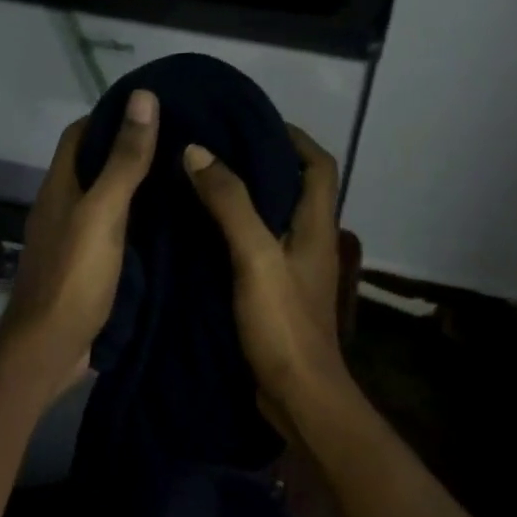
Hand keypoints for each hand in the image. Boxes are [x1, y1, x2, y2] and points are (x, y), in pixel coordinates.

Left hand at [0, 89, 159, 391]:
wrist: (51, 346)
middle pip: (93, 167)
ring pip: (106, 203)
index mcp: (60, 188)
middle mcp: (63, 209)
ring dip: (137, 190)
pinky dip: (139, 225)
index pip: (80, 134)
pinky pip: (115, 235)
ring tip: (183, 178)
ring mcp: (74, 242)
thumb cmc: (75, 276)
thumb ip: (123, 161)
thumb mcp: (103, 212)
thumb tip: (143, 97)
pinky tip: (170, 228)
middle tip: (181, 143)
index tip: (153, 108)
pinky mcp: (88, 270)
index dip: (111, 116)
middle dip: (130, 151)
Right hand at [184, 126, 347, 428]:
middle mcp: (310, 244)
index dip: (293, 137)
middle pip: (294, 189)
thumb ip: (230, 204)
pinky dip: (234, 234)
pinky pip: (256, 251)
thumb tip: (197, 151)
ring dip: (245, 199)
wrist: (298, 395)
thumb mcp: (255, 257)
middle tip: (214, 148)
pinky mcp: (276, 297)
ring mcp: (294, 273)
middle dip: (262, 163)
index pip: (318, 165)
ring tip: (200, 182)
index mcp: (316, 227)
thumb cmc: (283, 325)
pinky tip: (200, 235)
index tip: (252, 121)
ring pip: (273, 221)